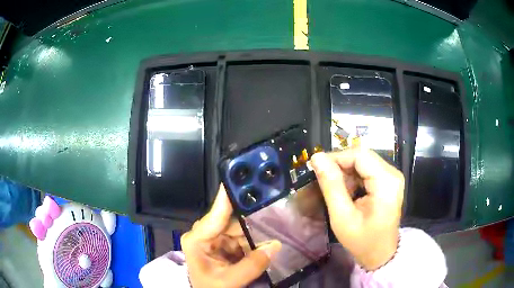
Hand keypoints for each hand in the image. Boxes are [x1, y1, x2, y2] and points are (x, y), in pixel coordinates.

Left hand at [181, 185, 281, 287]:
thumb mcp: (229, 281)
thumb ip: (252, 265)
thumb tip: (275, 245)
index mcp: (198, 239)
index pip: (215, 213)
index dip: (229, 196)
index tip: (242, 176)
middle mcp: (205, 233)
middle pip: (231, 220)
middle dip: (251, 218)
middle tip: (273, 207)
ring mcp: (214, 238)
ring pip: (239, 228)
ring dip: (255, 231)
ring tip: (275, 225)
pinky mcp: (223, 244)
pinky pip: (241, 237)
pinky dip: (253, 239)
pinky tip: (266, 238)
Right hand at [310, 148, 403, 270]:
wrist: (380, 254)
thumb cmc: (362, 240)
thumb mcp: (342, 216)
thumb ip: (331, 185)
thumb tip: (317, 158)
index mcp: (386, 182)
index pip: (359, 155)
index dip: (337, 157)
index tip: (317, 168)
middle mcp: (393, 174)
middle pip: (363, 156)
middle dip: (341, 165)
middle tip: (324, 180)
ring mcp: (392, 177)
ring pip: (364, 162)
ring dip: (347, 172)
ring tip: (336, 190)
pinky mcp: (389, 181)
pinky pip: (368, 170)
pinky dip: (354, 177)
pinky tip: (348, 192)